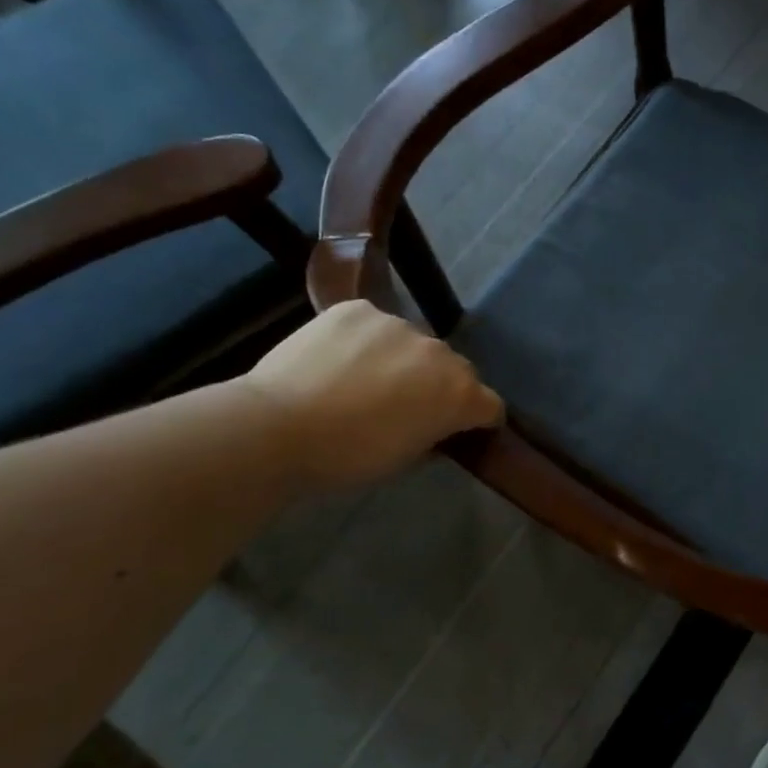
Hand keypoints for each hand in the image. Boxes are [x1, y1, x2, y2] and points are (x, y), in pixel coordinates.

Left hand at [238, 301, 502, 488]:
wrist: (276, 427)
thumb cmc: (347, 457)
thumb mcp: (404, 459)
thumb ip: (433, 435)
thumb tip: (435, 425)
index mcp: (459, 394)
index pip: (491, 405)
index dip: (479, 420)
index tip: (462, 430)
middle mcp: (440, 352)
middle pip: (455, 369)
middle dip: (440, 386)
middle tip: (406, 406)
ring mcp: (399, 324)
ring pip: (414, 343)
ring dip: (403, 360)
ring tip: (365, 380)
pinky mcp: (359, 308)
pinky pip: (374, 324)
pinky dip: (366, 340)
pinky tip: (339, 359)